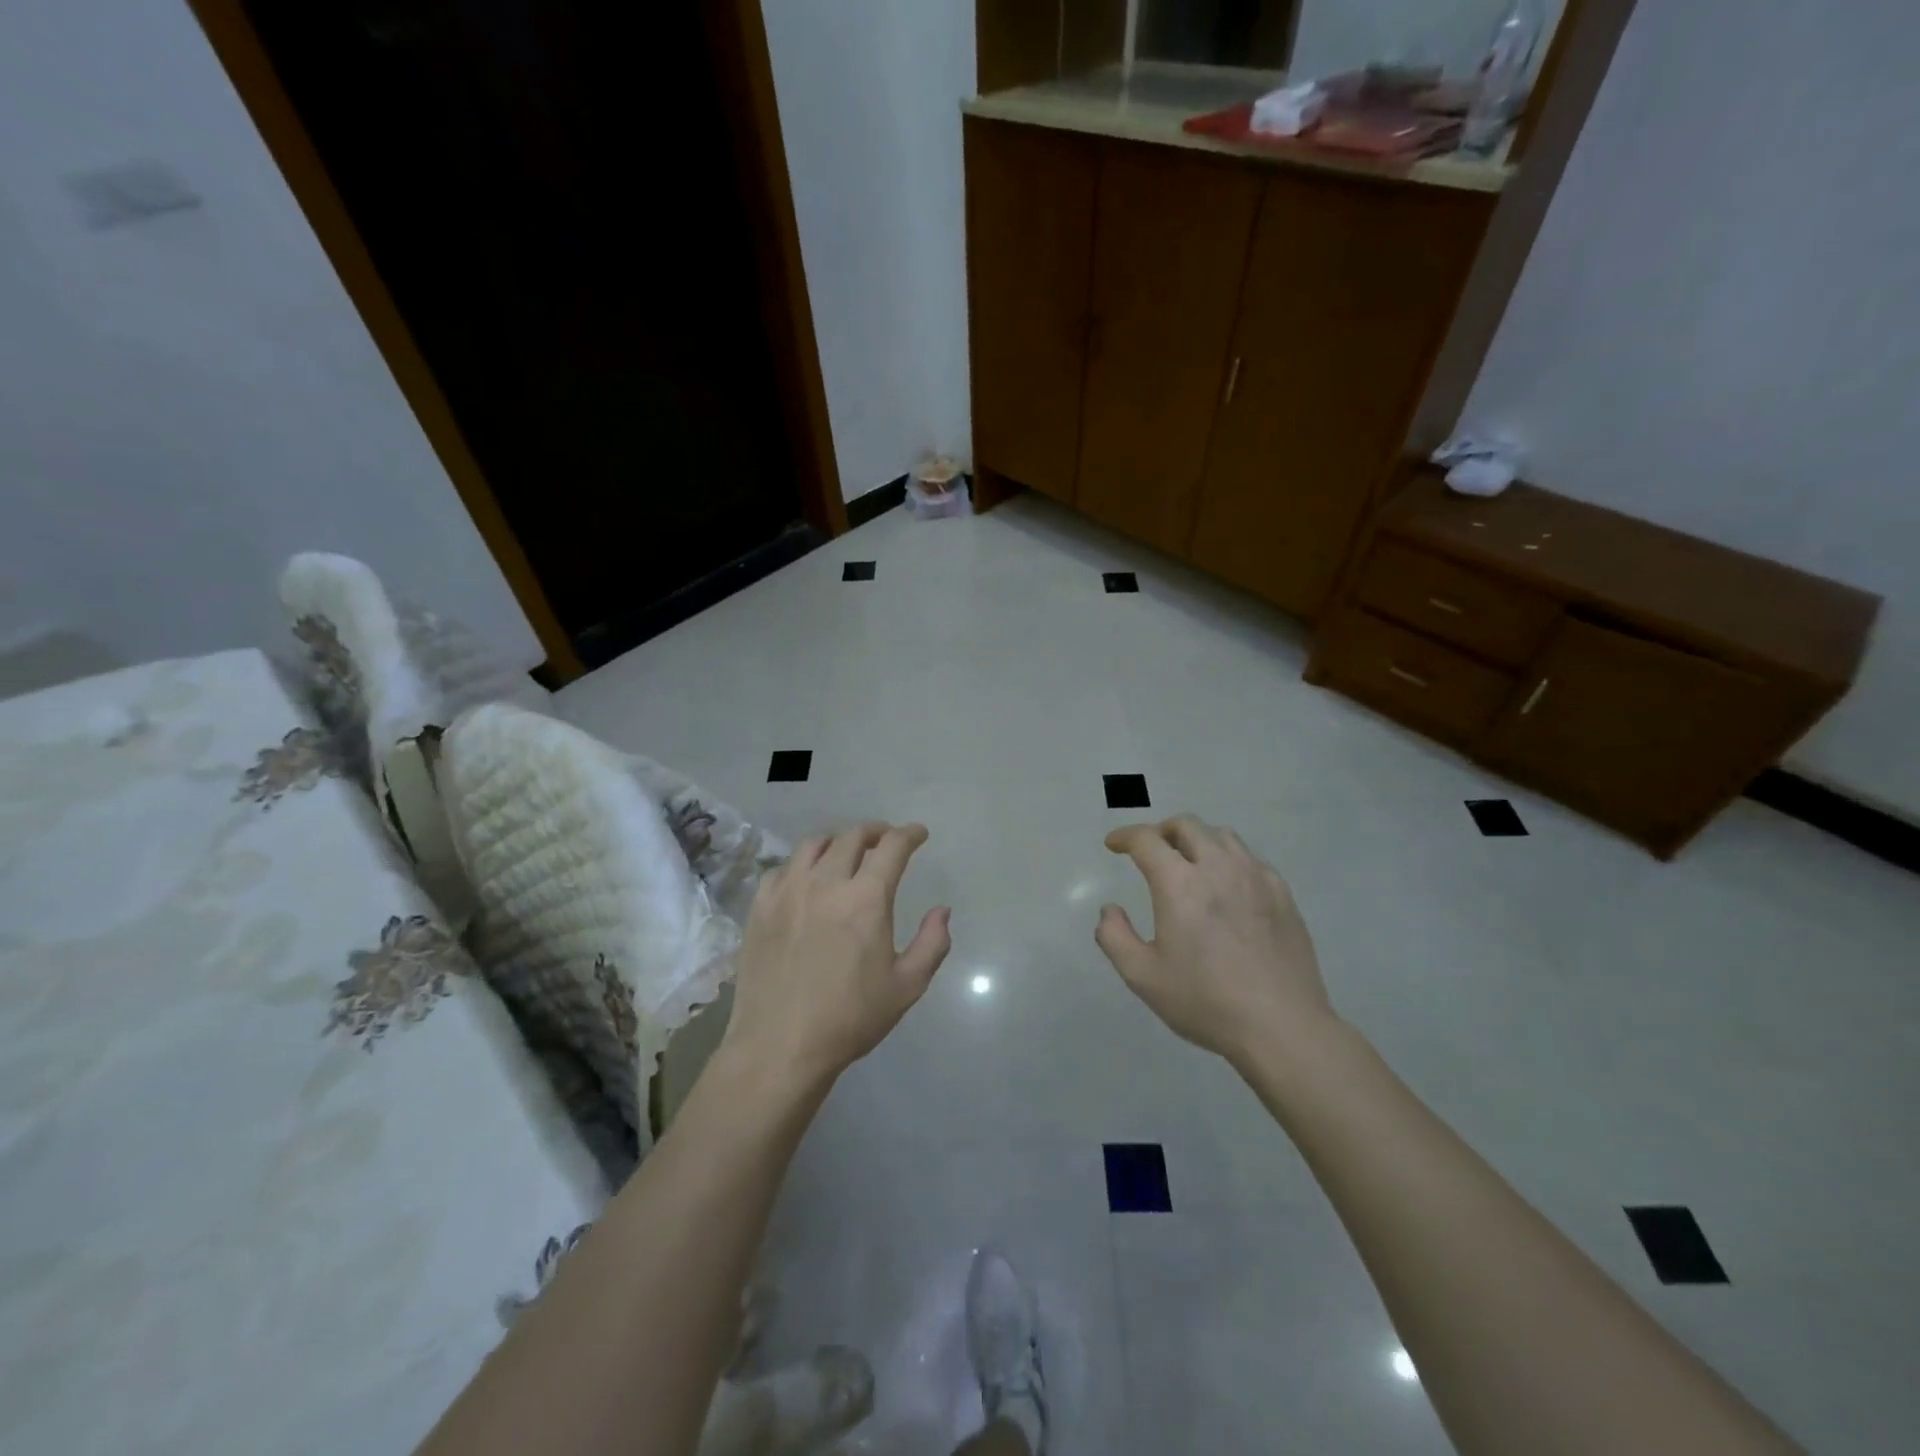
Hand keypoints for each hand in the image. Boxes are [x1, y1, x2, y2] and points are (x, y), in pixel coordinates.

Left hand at [723, 822, 950, 1086]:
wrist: (779, 1047)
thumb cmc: (850, 1019)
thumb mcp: (907, 986)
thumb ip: (932, 943)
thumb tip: (942, 911)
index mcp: (866, 898)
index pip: (892, 847)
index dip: (909, 834)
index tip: (918, 834)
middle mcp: (826, 883)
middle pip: (852, 837)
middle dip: (875, 832)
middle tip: (885, 839)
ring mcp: (787, 892)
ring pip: (813, 845)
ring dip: (837, 841)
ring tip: (846, 851)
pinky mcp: (760, 907)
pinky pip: (782, 869)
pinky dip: (801, 864)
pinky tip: (806, 878)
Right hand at [1095, 816, 1332, 1063]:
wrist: (1281, 1027)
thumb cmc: (1205, 1002)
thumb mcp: (1142, 976)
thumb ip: (1114, 937)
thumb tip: (1110, 910)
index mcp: (1180, 884)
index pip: (1146, 840)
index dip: (1125, 836)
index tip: (1114, 845)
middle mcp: (1218, 868)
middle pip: (1186, 826)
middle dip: (1161, 831)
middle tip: (1150, 852)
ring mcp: (1256, 877)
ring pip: (1222, 836)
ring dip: (1196, 840)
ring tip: (1188, 863)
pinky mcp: (1282, 894)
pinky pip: (1250, 859)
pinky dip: (1228, 859)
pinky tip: (1227, 886)